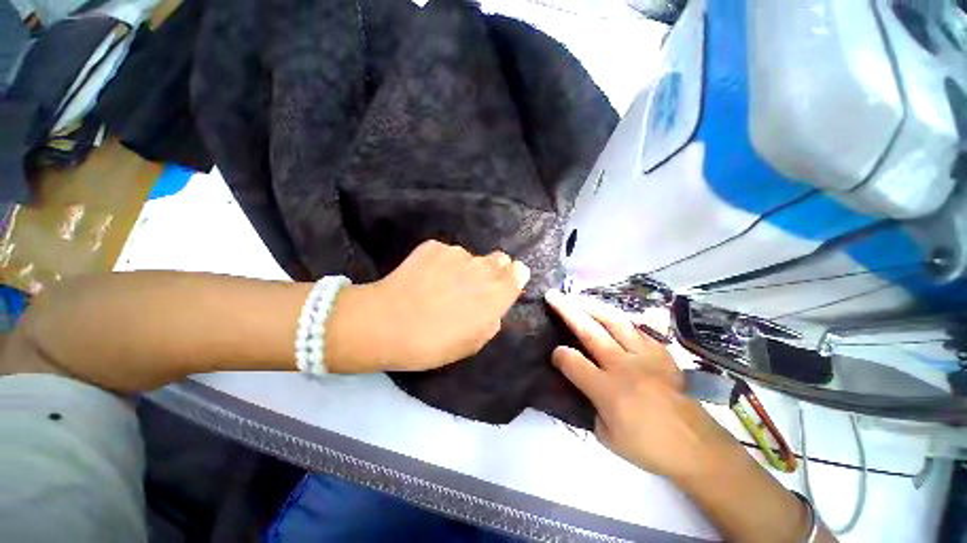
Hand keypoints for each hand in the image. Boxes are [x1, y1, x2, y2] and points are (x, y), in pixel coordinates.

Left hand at [327, 240, 529, 372]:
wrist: (387, 323)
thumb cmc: (434, 342)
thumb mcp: (472, 343)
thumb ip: (492, 320)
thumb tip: (492, 308)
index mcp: (498, 291)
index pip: (519, 271)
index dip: (512, 278)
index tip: (501, 288)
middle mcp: (483, 266)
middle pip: (499, 259)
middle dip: (492, 272)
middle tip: (471, 289)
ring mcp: (457, 252)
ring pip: (470, 258)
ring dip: (463, 269)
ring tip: (440, 287)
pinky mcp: (433, 246)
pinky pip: (446, 253)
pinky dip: (441, 264)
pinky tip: (424, 279)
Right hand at [545, 290, 740, 482]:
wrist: (697, 446)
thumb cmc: (648, 447)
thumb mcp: (607, 436)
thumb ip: (589, 404)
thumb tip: (581, 383)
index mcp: (608, 390)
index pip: (573, 362)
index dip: (559, 355)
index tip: (554, 353)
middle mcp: (623, 366)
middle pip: (589, 331)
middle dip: (567, 310)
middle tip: (552, 295)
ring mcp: (644, 355)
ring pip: (613, 321)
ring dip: (591, 305)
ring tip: (576, 297)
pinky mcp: (660, 352)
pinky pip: (635, 328)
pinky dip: (618, 319)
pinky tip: (608, 315)